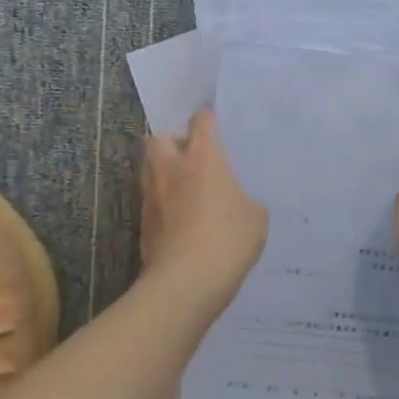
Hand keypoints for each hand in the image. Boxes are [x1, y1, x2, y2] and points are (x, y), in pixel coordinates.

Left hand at [141, 107, 268, 299]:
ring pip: (150, 168)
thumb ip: (244, 199)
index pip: (201, 122)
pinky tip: (179, 217)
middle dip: (171, 140)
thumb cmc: (228, 239)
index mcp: (202, 157)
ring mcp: (152, 195)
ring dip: (163, 170)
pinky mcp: (143, 222)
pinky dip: (162, 201)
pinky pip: (151, 200)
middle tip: (190, 154)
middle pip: (158, 137)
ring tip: (184, 186)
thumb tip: (233, 202)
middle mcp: (171, 168)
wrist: (186, 281)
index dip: (207, 117)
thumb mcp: (255, 216)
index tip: (212, 118)